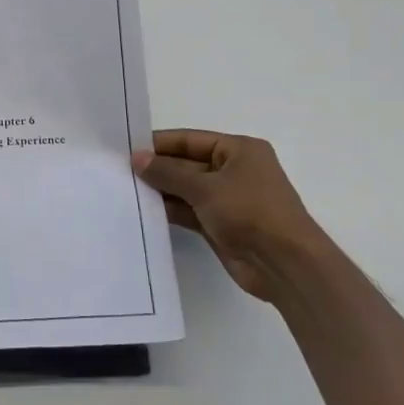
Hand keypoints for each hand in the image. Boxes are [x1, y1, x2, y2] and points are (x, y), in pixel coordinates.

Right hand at [133, 130, 328, 306]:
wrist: (284, 264)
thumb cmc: (250, 212)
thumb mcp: (205, 187)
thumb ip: (168, 173)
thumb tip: (137, 158)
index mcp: (239, 150)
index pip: (191, 140)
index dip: (160, 144)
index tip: (127, 149)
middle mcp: (234, 171)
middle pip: (188, 164)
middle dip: (158, 169)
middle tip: (119, 171)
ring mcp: (228, 200)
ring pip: (187, 190)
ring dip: (161, 191)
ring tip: (125, 191)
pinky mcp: (221, 225)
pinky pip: (189, 212)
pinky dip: (170, 211)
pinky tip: (143, 211)